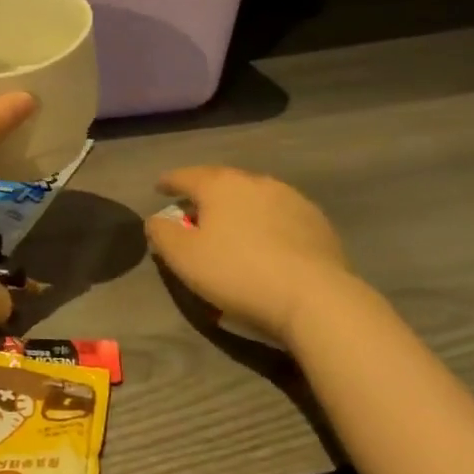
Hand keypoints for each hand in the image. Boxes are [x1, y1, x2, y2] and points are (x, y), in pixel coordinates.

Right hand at [145, 166, 352, 348]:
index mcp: (220, 185)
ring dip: (238, 207)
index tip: (159, 188)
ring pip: (253, 196)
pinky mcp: (316, 222)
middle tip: (193, 211)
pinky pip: (279, 215)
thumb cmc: (237, 272)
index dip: (169, 182)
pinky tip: (265, 242)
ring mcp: (291, 199)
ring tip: (231, 226)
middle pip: (221, 182)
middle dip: (205, 194)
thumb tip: (156, 219)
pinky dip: (265, 222)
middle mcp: (255, 182)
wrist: (315, 298)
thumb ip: (162, 233)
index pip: (186, 176)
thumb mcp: (183, 257)